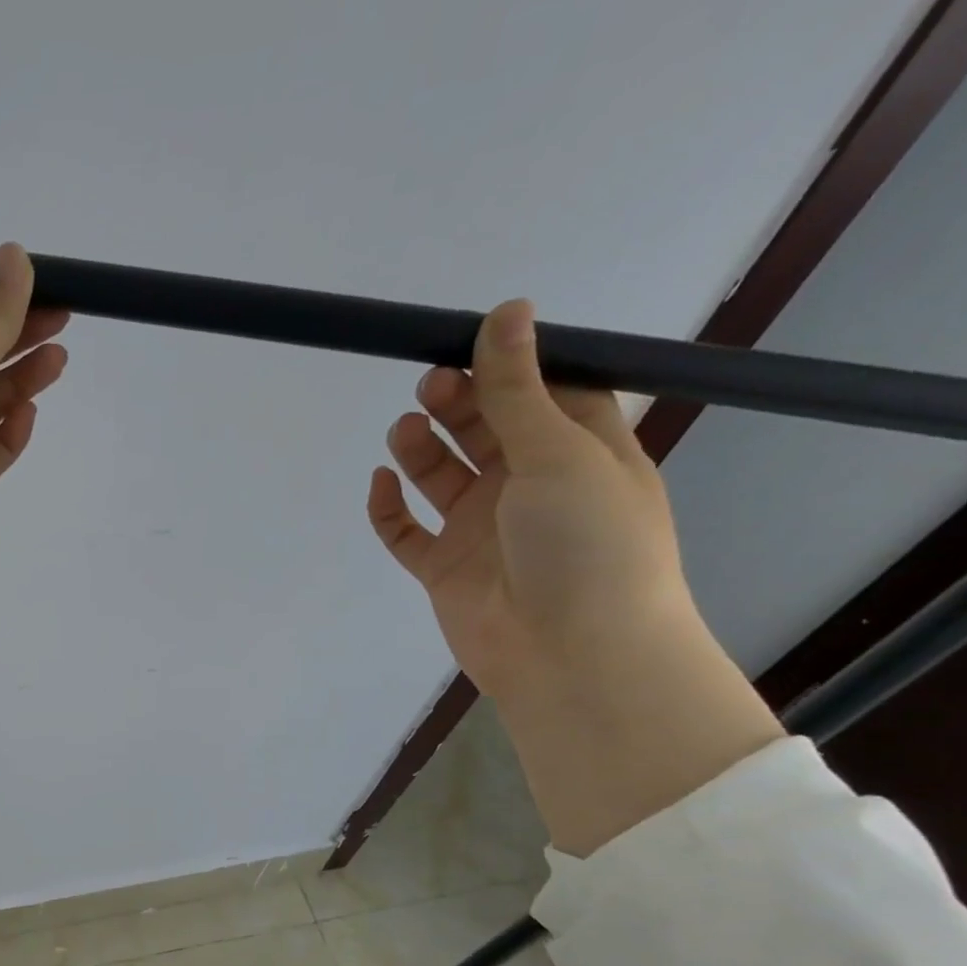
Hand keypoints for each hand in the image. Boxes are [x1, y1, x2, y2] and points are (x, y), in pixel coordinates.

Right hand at [366, 299, 690, 704]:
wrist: (570, 654)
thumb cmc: (586, 544)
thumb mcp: (558, 453)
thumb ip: (518, 389)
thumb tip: (507, 311)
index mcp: (579, 452)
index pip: (544, 393)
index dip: (509, 367)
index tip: (468, 342)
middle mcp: (530, 486)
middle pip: (485, 429)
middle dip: (457, 403)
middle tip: (430, 387)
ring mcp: (483, 529)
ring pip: (441, 476)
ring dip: (420, 449)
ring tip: (404, 431)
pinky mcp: (444, 568)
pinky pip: (407, 532)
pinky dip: (389, 508)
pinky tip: (380, 486)